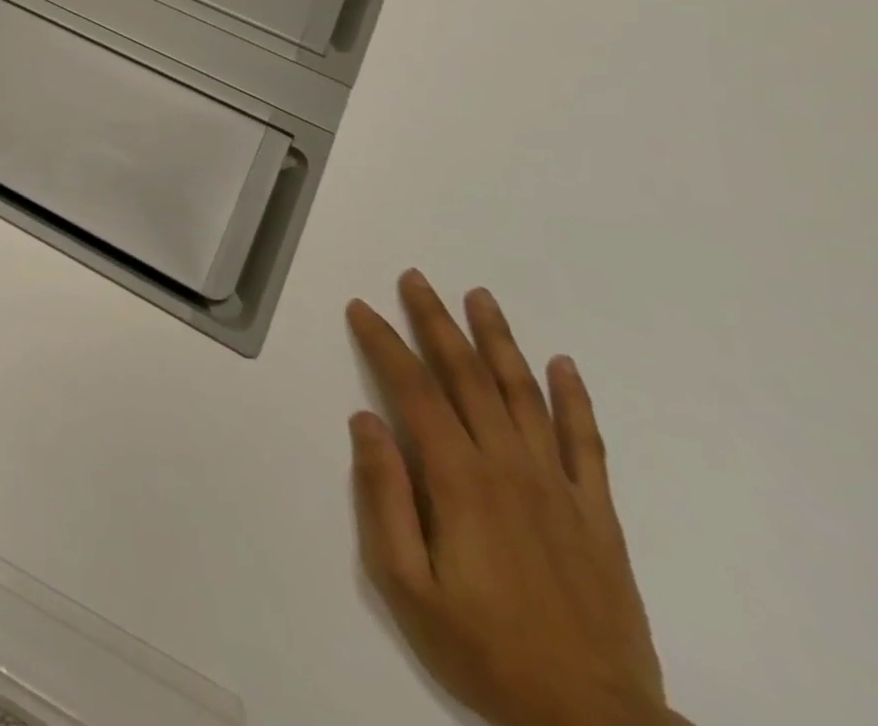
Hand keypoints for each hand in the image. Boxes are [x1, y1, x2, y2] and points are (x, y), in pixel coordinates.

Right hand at [347, 272, 684, 725]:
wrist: (596, 723)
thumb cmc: (484, 650)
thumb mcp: (406, 584)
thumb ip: (383, 497)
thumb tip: (365, 419)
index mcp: (458, 479)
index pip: (413, 389)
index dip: (384, 342)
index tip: (361, 307)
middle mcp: (508, 466)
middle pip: (467, 376)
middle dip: (436, 322)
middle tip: (415, 278)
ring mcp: (559, 487)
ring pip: (524, 394)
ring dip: (498, 340)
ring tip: (479, 297)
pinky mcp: (597, 513)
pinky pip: (586, 443)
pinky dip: (575, 399)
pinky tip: (563, 364)